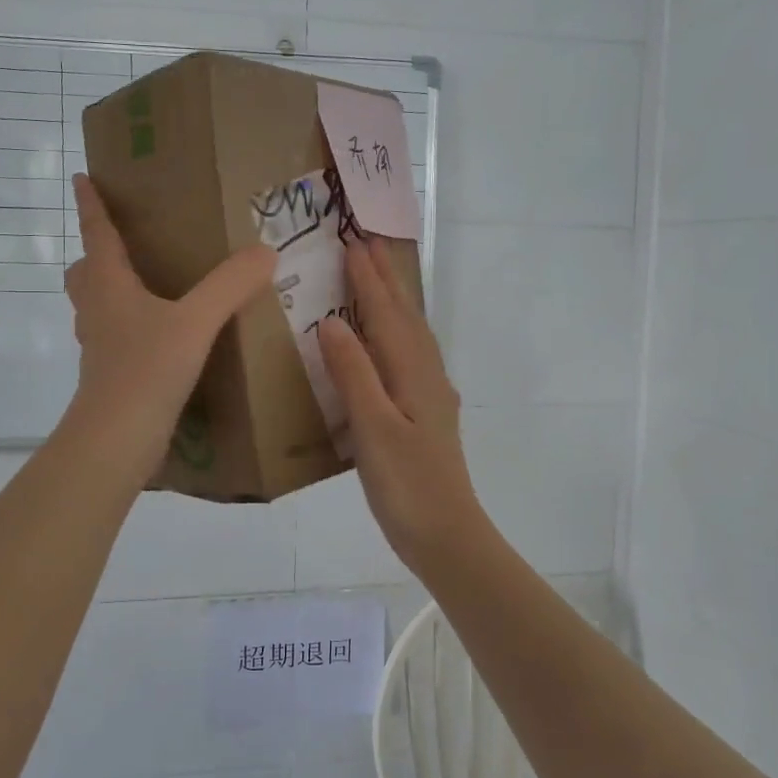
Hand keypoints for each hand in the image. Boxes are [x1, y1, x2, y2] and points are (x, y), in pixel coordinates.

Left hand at [61, 173, 275, 481]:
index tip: (81, 178)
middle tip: (125, 246)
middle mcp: (97, 311)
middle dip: (96, 255)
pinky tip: (166, 338)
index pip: (96, 233)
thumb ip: (230, 286)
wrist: (117, 440)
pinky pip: (117, 338)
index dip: (90, 205)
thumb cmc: (146, 370)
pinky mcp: (113, 376)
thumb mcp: (196, 322)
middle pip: (84, 274)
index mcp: (108, 285)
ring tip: (151, 289)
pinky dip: (133, 328)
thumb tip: (265, 252)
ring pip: (98, 307)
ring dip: (113, 292)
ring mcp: (100, 347)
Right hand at [319, 238, 489, 573]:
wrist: (446, 535)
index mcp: (412, 374)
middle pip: (405, 316)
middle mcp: (426, 375)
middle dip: (386, 279)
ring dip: (394, 302)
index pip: (386, 314)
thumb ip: (354, 374)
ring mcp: (430, 395)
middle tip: (367, 244)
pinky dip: (396, 334)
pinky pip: (410, 356)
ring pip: (411, 335)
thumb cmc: (406, 485)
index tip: (351, 242)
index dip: (368, 279)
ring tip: (377, 280)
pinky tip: (388, 345)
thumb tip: (331, 322)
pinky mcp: (427, 414)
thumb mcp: (373, 429)